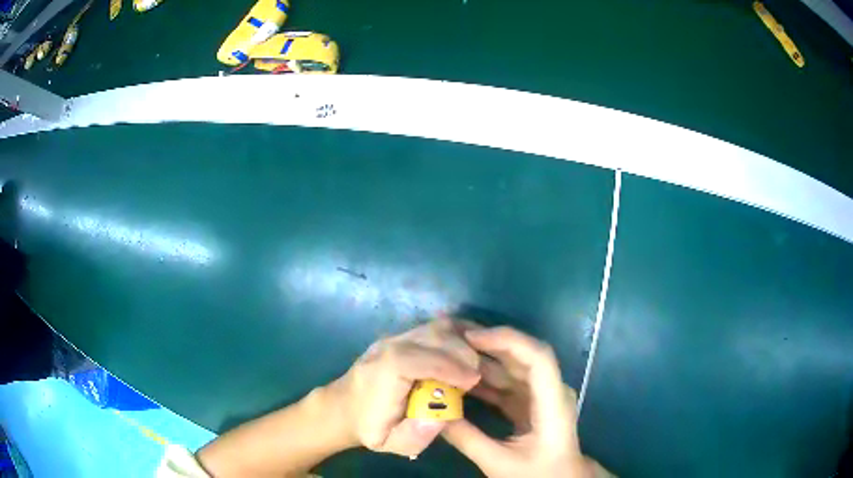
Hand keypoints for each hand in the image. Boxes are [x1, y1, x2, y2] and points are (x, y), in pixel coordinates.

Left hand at [326, 318, 480, 457]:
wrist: (343, 407)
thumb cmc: (369, 427)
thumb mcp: (391, 443)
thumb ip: (416, 434)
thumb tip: (443, 416)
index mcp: (384, 373)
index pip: (420, 359)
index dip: (451, 366)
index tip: (474, 381)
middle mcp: (389, 347)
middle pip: (434, 335)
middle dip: (463, 352)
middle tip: (478, 375)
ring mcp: (394, 338)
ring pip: (436, 327)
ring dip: (461, 341)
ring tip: (474, 364)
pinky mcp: (401, 336)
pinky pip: (433, 328)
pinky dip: (455, 335)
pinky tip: (467, 349)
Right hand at [442, 325, 611, 477]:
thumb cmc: (537, 474)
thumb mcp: (499, 462)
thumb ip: (466, 438)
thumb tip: (433, 413)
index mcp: (554, 403)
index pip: (538, 358)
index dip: (508, 340)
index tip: (471, 337)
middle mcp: (551, 391)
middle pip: (523, 356)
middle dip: (489, 344)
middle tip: (452, 337)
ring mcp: (540, 397)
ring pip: (512, 369)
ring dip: (483, 360)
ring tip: (450, 352)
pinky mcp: (529, 404)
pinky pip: (506, 385)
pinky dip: (484, 381)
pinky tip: (460, 378)